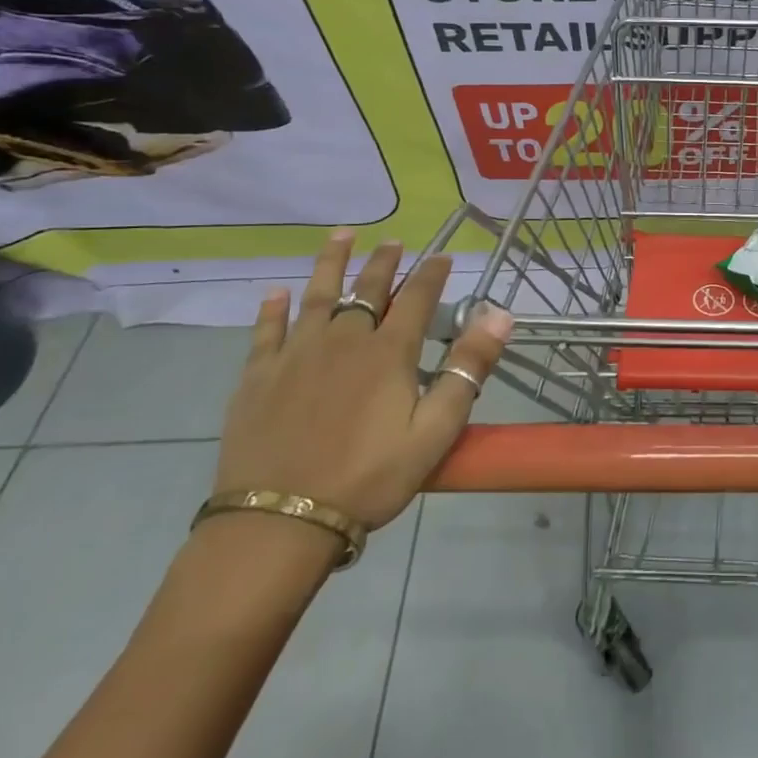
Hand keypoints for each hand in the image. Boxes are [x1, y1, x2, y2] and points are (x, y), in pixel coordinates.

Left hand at [212, 230, 512, 528]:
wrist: (281, 520)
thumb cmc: (370, 476)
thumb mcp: (436, 429)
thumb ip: (468, 368)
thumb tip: (500, 314)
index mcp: (388, 352)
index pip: (418, 298)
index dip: (432, 274)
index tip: (443, 256)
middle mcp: (343, 340)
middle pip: (368, 289)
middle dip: (384, 262)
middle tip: (393, 241)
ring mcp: (296, 356)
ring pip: (317, 297)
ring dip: (331, 264)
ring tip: (340, 237)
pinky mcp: (258, 378)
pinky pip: (266, 332)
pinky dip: (273, 310)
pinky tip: (275, 294)